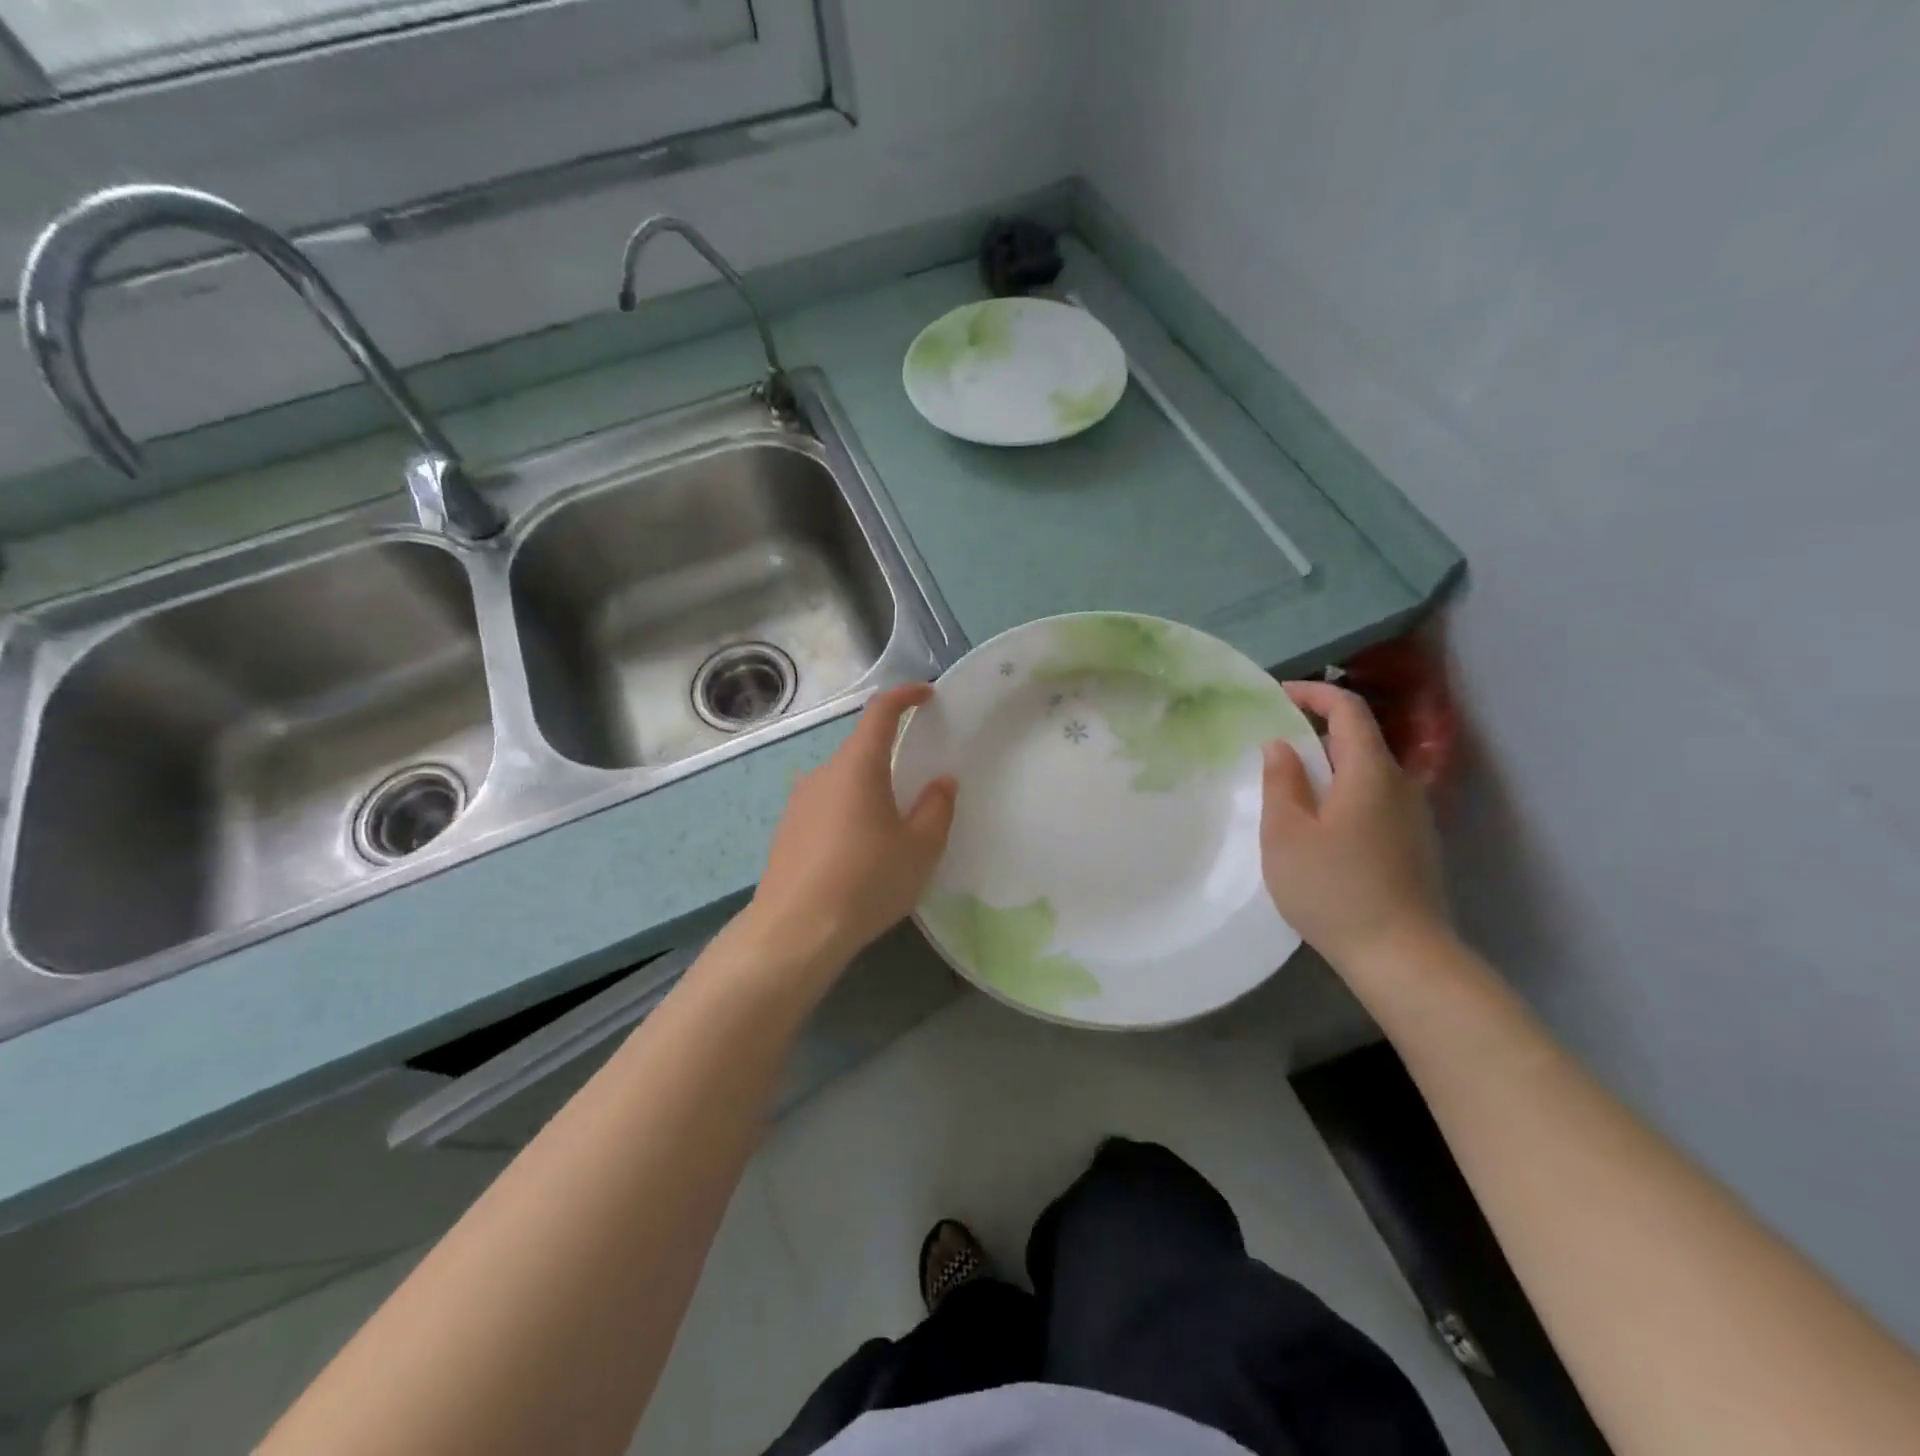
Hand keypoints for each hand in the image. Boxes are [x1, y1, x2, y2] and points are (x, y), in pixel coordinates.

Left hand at [747, 683, 957, 973]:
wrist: (794, 931)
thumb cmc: (866, 881)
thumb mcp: (919, 848)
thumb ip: (936, 808)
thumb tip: (941, 781)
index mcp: (857, 766)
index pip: (881, 712)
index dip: (905, 696)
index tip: (926, 694)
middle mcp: (822, 774)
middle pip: (861, 751)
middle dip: (891, 758)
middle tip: (919, 786)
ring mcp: (798, 802)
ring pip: (842, 783)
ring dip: (868, 791)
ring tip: (891, 829)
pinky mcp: (786, 831)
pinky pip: (825, 808)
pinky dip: (848, 815)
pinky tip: (858, 854)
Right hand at [1261, 680, 1449, 971]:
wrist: (1403, 957)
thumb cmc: (1334, 889)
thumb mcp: (1287, 834)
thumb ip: (1281, 782)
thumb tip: (1282, 746)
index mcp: (1370, 772)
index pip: (1348, 710)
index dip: (1313, 693)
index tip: (1278, 695)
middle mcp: (1400, 785)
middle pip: (1358, 741)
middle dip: (1314, 734)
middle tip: (1272, 751)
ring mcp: (1414, 817)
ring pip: (1366, 774)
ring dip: (1328, 770)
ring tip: (1290, 794)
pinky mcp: (1415, 846)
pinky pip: (1375, 802)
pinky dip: (1344, 796)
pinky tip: (1321, 832)